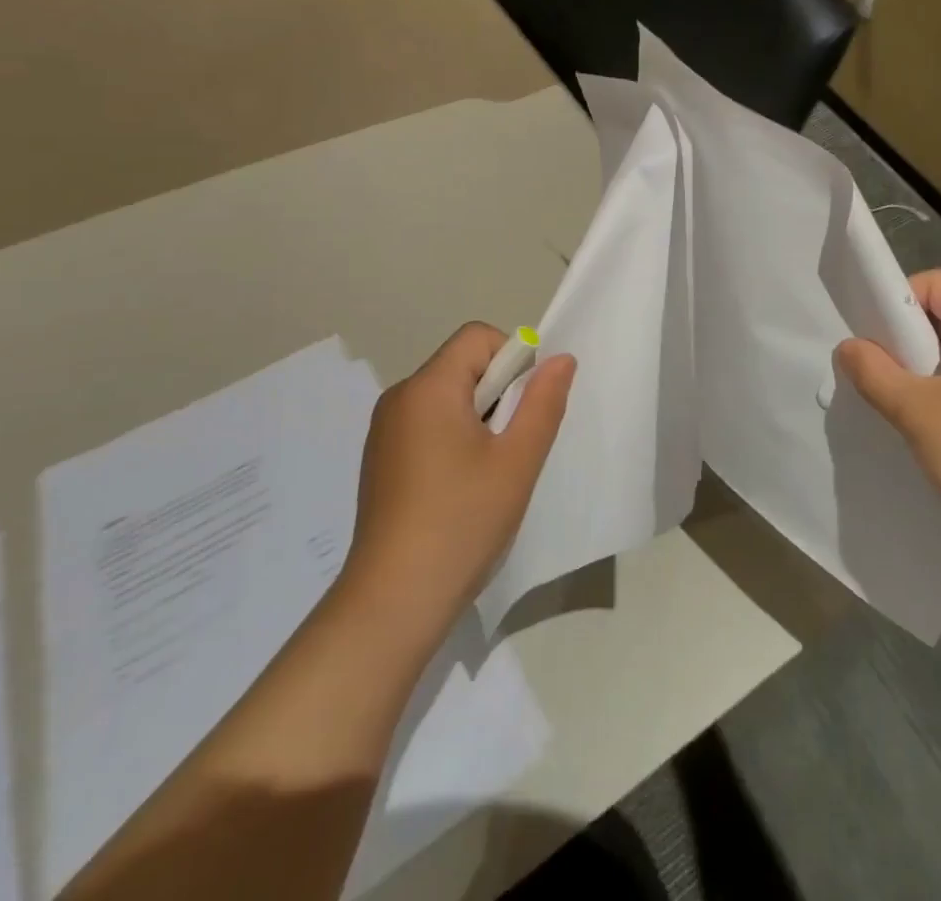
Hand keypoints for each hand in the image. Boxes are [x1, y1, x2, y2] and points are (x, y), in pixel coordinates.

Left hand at [337, 323, 574, 650]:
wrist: (392, 603)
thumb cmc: (462, 521)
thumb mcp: (517, 460)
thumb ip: (543, 402)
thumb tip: (560, 359)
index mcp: (428, 388)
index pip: (478, 338)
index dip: (513, 359)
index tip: (526, 408)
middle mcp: (400, 398)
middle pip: (462, 366)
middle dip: (498, 394)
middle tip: (513, 447)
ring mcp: (384, 431)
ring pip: (447, 398)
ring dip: (478, 419)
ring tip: (489, 473)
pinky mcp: (381, 461)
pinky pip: (427, 425)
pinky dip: (453, 439)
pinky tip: (461, 489)